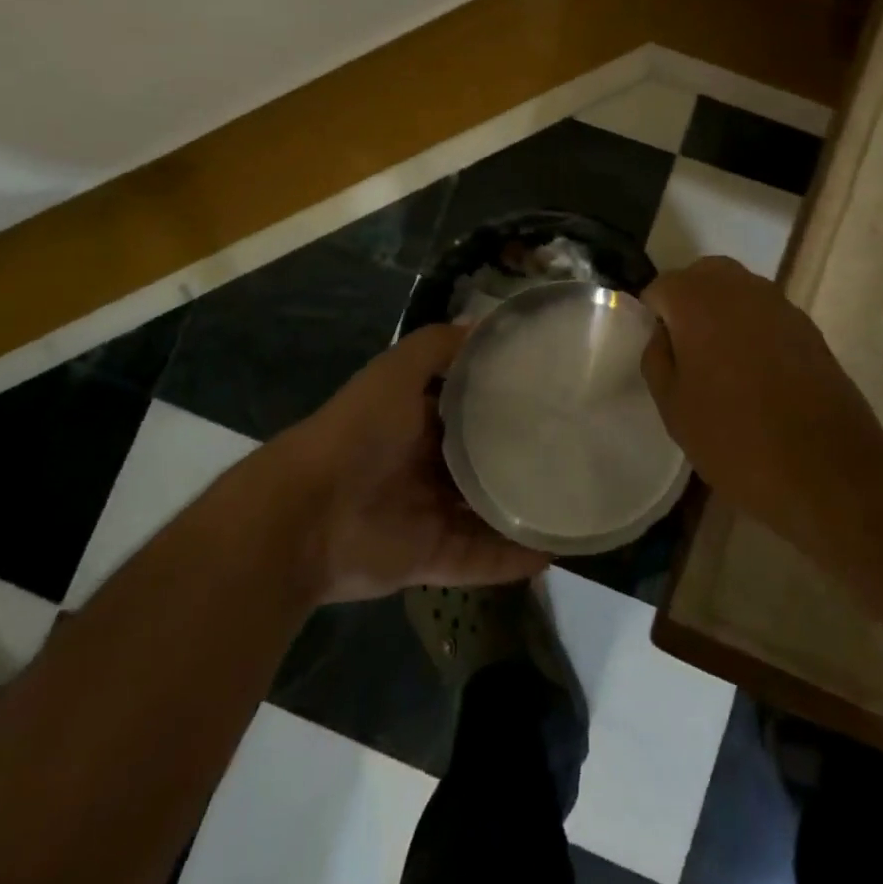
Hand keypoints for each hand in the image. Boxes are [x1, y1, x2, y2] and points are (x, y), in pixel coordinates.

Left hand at [279, 324, 549, 602]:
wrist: (308, 514)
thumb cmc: (359, 431)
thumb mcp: (397, 371)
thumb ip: (437, 346)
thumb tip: (485, 325)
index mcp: (415, 419)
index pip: (467, 406)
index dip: (502, 398)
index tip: (549, 391)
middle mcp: (423, 464)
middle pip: (479, 460)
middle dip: (518, 455)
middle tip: (573, 448)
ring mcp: (427, 513)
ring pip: (484, 511)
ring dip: (521, 509)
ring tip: (574, 502)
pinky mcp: (429, 557)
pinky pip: (478, 558)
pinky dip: (510, 559)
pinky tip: (552, 551)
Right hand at [642, 257, 882, 543]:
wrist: (827, 469)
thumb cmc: (735, 437)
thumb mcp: (674, 407)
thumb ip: (657, 358)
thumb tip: (662, 334)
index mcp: (697, 300)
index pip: (660, 287)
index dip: (652, 316)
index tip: (657, 351)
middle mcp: (738, 287)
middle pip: (701, 276)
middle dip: (687, 302)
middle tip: (684, 349)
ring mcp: (778, 303)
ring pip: (737, 289)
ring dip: (721, 312)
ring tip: (719, 361)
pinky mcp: (807, 326)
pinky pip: (765, 312)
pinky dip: (752, 327)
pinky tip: (754, 370)